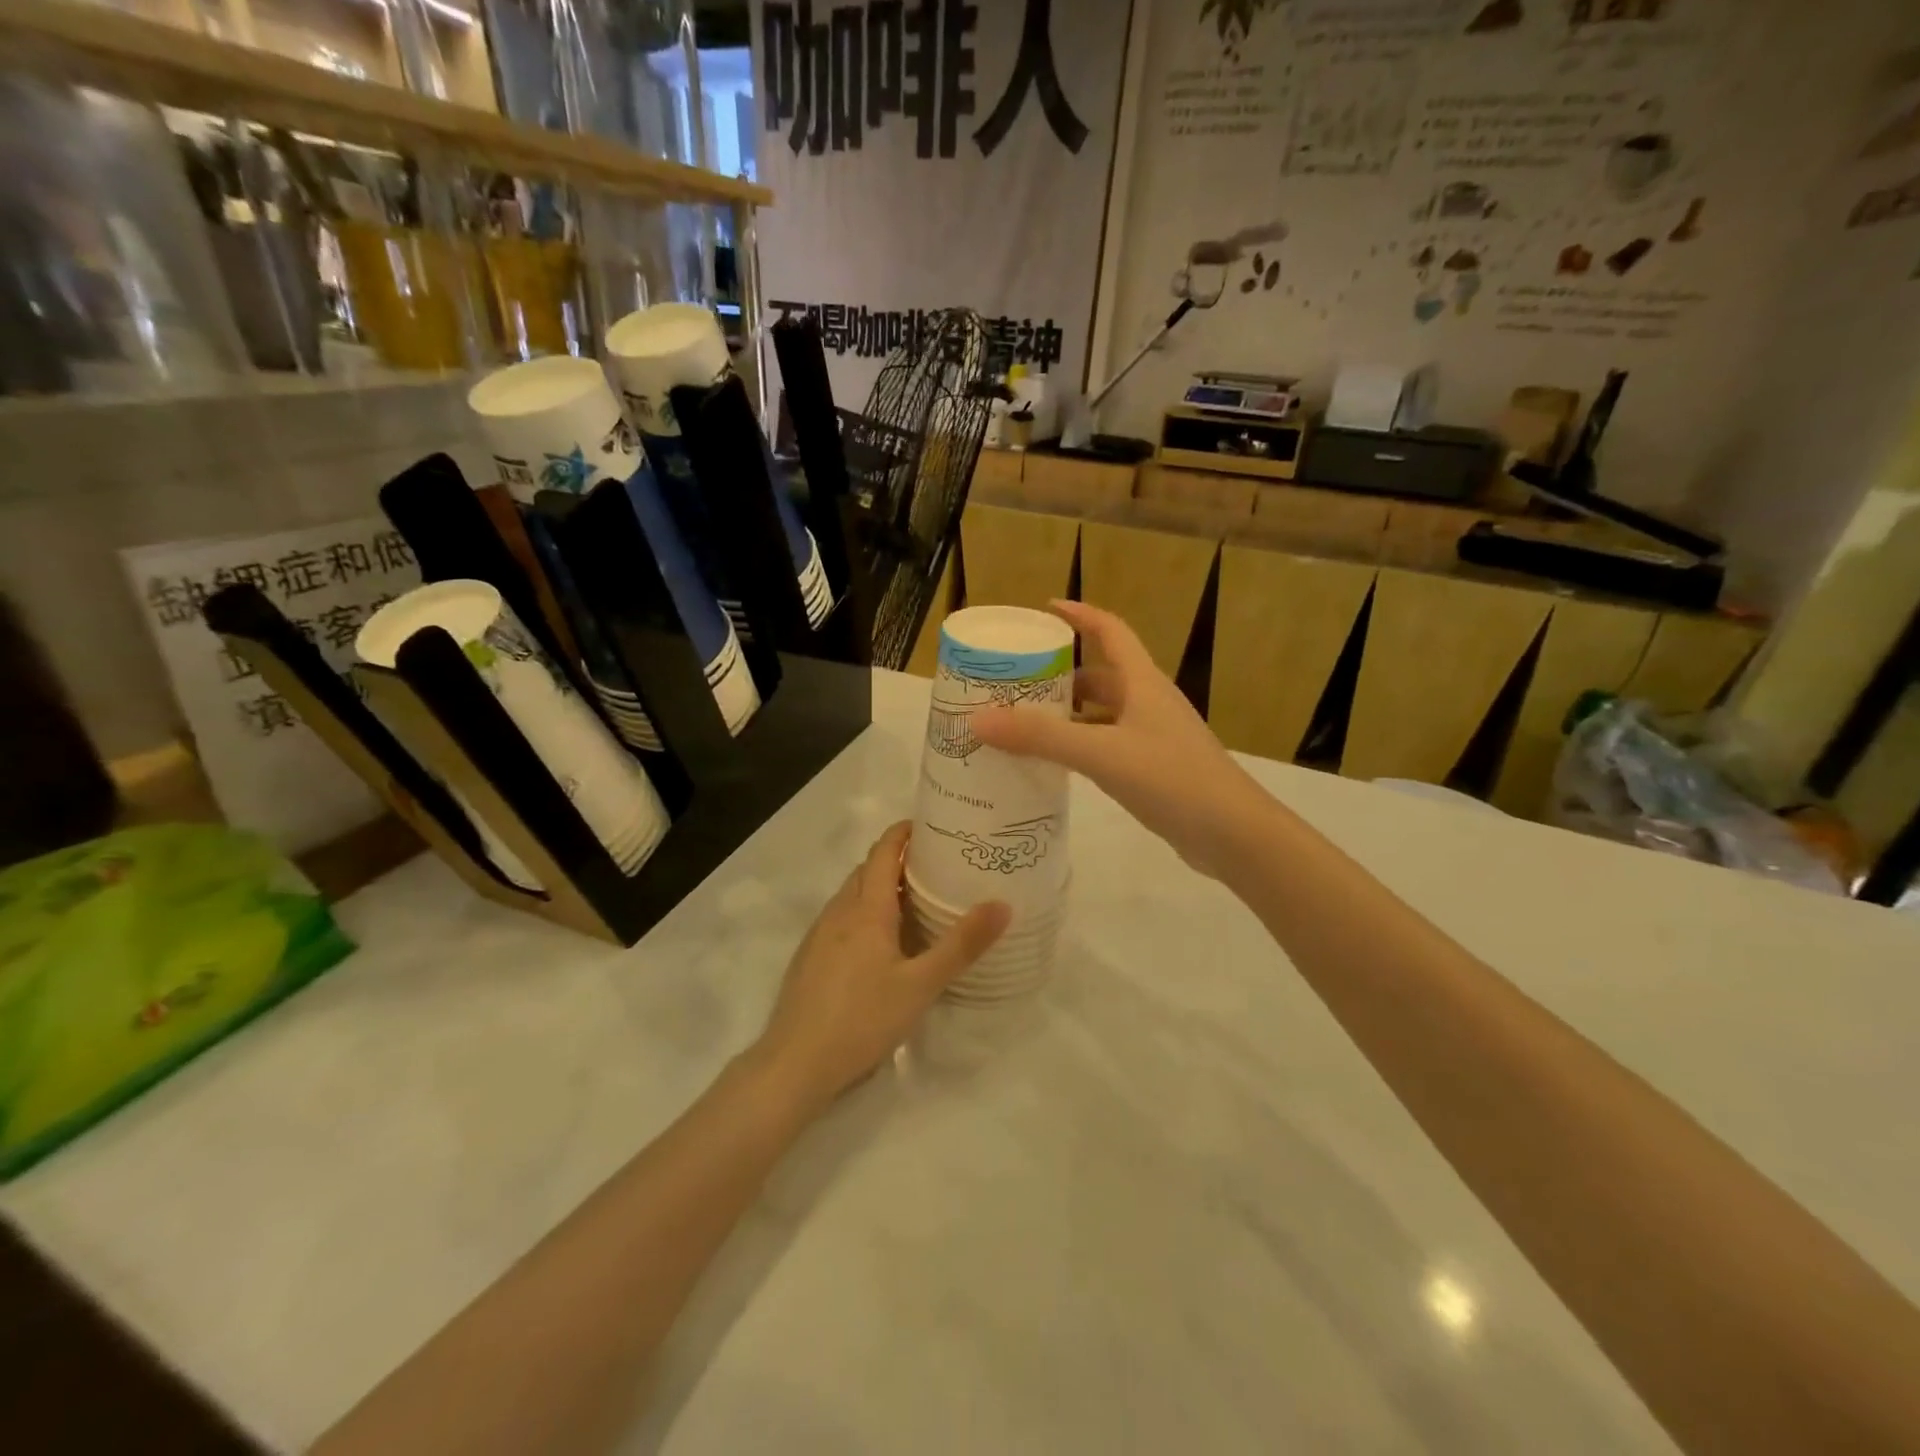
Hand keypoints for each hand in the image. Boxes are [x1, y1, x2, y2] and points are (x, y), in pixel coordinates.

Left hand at [753, 822, 1008, 1108]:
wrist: (794, 1064)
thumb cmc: (862, 1018)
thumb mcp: (921, 985)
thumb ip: (961, 945)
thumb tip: (1002, 904)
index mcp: (866, 909)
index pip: (883, 852)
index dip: (903, 833)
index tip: (931, 826)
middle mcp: (839, 912)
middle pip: (868, 870)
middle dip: (897, 859)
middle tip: (936, 866)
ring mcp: (819, 935)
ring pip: (852, 895)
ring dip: (880, 887)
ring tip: (915, 901)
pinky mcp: (810, 958)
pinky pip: (841, 918)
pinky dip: (865, 912)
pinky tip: (881, 943)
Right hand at [970, 600, 1262, 878]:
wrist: (1234, 834)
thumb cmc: (1172, 779)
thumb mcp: (1102, 753)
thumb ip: (1042, 737)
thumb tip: (979, 719)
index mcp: (1142, 683)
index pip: (1110, 632)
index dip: (1080, 615)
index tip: (1045, 609)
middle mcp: (1148, 703)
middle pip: (1101, 676)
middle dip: (1061, 675)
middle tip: (1017, 683)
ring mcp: (1154, 737)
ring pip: (1103, 715)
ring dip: (1069, 715)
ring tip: (1025, 724)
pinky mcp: (1154, 769)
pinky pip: (1108, 746)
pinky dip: (1081, 747)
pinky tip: (1057, 765)